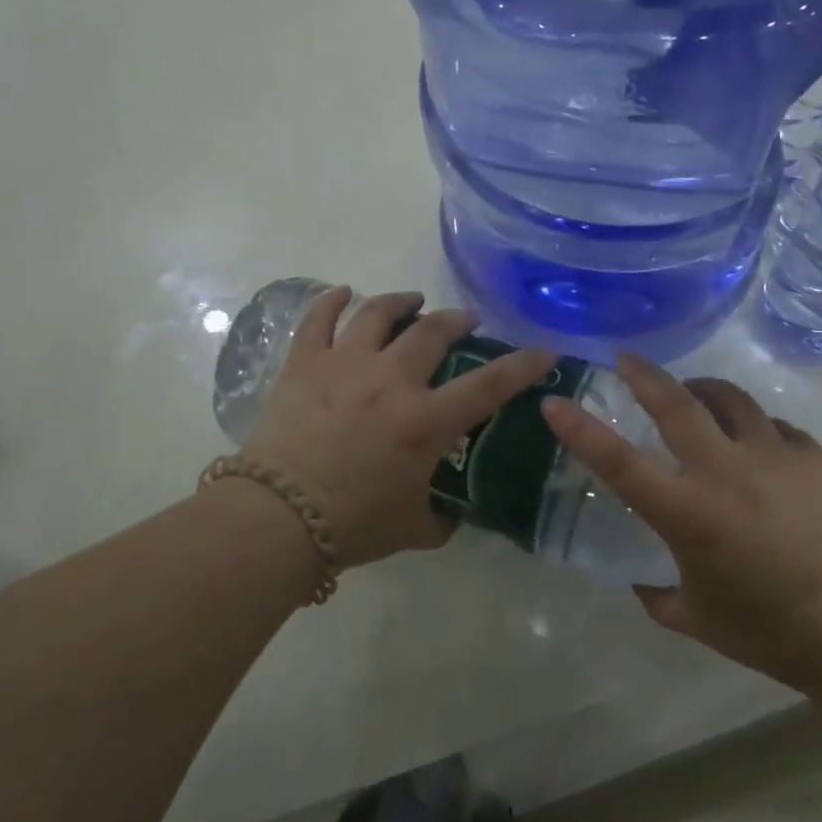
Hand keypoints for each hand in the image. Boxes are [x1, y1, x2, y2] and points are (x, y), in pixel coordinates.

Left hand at [242, 288, 557, 566]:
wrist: (278, 519)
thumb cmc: (353, 525)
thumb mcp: (414, 528)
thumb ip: (441, 517)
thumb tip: (451, 513)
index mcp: (425, 421)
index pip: (489, 385)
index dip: (523, 366)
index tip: (543, 351)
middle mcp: (391, 380)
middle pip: (432, 332)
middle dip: (456, 320)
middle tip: (465, 321)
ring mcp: (345, 365)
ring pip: (378, 313)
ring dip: (401, 301)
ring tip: (412, 299)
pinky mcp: (304, 365)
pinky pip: (318, 320)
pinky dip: (332, 301)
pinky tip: (344, 293)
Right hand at [542, 355, 821, 690]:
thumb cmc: (769, 630)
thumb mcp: (697, 618)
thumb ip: (658, 595)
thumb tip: (641, 581)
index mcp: (688, 513)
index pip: (619, 462)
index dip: (581, 429)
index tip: (555, 403)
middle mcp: (725, 472)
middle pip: (677, 404)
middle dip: (645, 375)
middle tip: (627, 360)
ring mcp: (774, 457)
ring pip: (730, 399)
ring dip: (703, 391)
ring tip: (695, 394)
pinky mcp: (813, 457)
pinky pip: (776, 427)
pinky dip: (757, 428)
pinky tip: (758, 445)